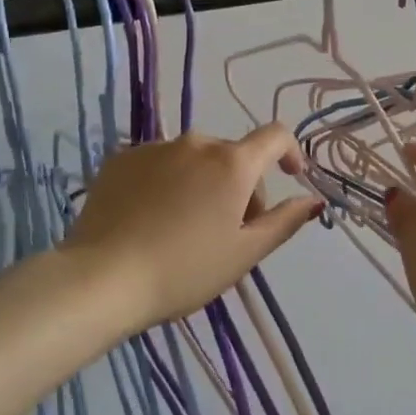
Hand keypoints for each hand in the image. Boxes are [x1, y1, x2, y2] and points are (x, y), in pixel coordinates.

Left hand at [62, 125, 321, 332]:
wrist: (102, 279)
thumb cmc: (185, 270)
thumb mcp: (244, 253)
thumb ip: (285, 221)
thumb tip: (312, 199)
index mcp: (232, 163)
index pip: (275, 135)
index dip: (289, 151)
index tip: (289, 177)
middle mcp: (195, 143)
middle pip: (232, 155)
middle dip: (241, 185)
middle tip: (230, 231)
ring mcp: (153, 148)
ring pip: (194, 159)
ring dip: (203, 183)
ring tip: (185, 228)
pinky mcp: (120, 160)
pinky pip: (159, 164)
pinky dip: (167, 183)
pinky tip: (152, 220)